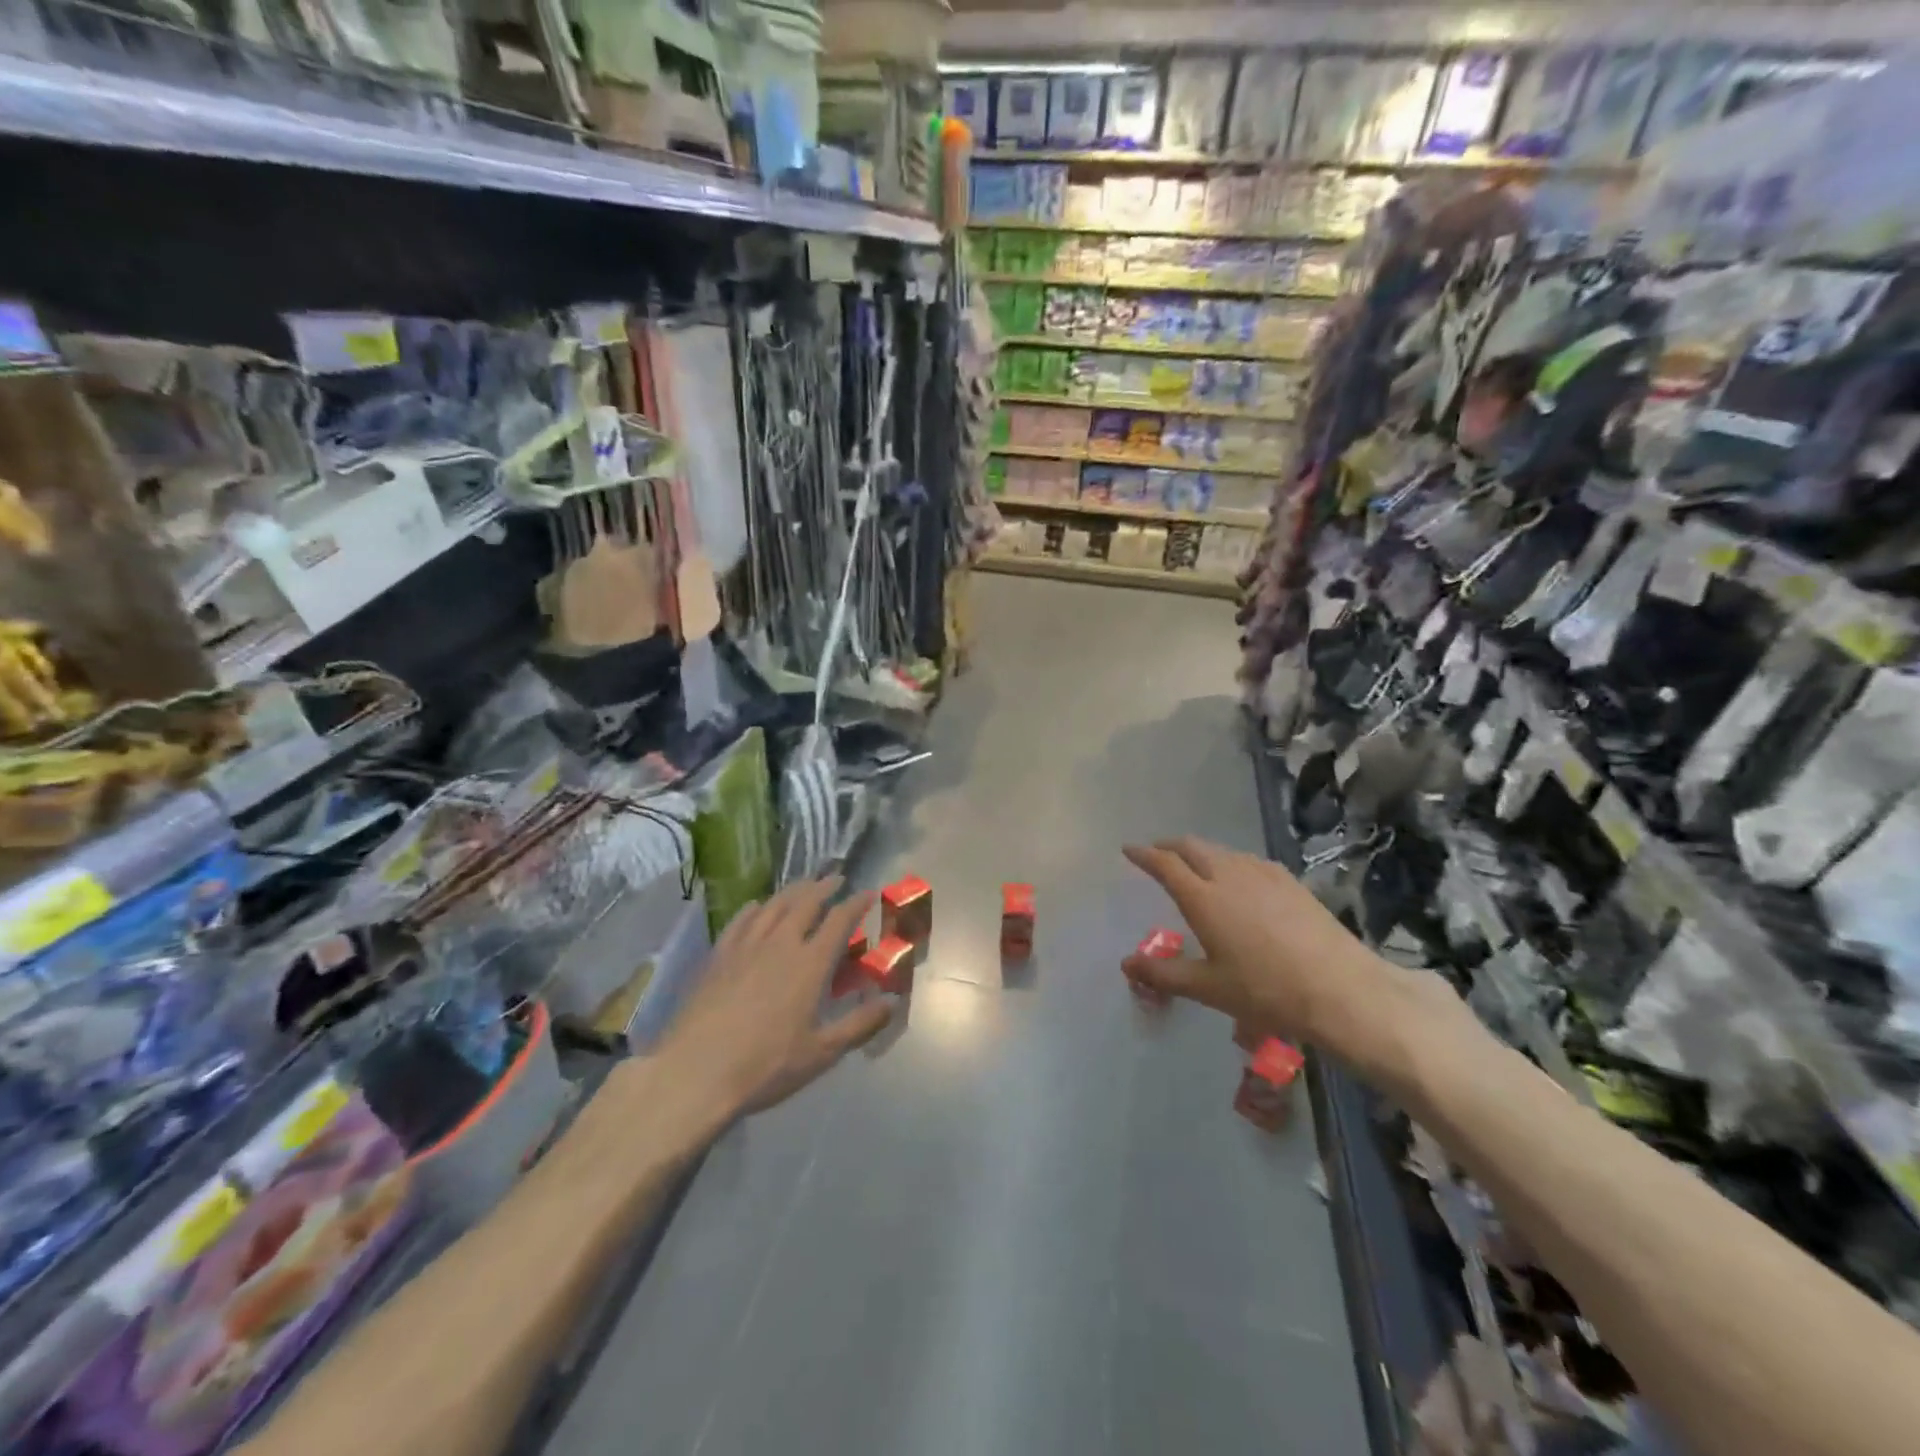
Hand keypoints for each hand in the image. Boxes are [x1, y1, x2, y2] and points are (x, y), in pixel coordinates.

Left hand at [657, 877, 891, 1121]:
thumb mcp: (821, 1053)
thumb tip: (891, 1002)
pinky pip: (740, 921)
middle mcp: (780, 944)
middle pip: (805, 902)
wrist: (695, 1073)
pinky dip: (754, 908)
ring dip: (792, 891)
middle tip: (835, 879)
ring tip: (803, 885)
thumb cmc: (765, 1066)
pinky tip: (756, 907)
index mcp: (810, 963)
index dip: (856, 903)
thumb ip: (859, 1025)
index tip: (868, 892)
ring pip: (773, 905)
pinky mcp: (718, 957)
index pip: (839, 920)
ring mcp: (745, 947)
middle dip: (824, 887)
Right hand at [1121, 836, 1441, 1074]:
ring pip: (1222, 851)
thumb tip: (1126, 963)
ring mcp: (1263, 874)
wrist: (1340, 989)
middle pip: (1192, 847)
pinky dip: (1229, 861)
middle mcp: (1229, 875)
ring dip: (1200, 852)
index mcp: (1203, 898)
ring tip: (1194, 866)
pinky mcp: (1290, 880)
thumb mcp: (1208, 988)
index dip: (1143, 854)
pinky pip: (1248, 860)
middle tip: (1157, 853)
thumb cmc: (1265, 991)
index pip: (1165, 864)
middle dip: (1169, 846)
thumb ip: (1163, 973)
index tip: (1128, 850)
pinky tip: (1238, 879)